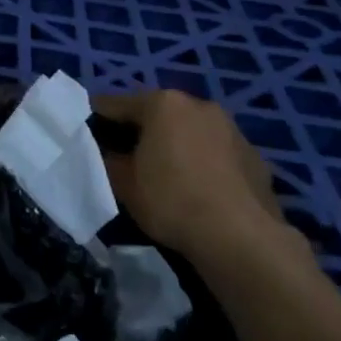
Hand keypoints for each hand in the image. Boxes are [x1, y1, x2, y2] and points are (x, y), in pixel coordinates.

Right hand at [97, 90, 302, 277]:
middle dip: (140, 130)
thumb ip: (108, 160)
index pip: (116, 104)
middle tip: (124, 155)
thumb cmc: (171, 200)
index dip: (96, 118)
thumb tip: (107, 152)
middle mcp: (199, 105)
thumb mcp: (123, 183)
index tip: (85, 133)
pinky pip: (217, 153)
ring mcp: (232, 129)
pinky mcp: (254, 156)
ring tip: (164, 173)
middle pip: (158, 113)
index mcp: (163, 104)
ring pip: (191, 131)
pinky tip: (199, 189)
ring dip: (175, 144)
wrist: (240, 237)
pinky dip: (204, 163)